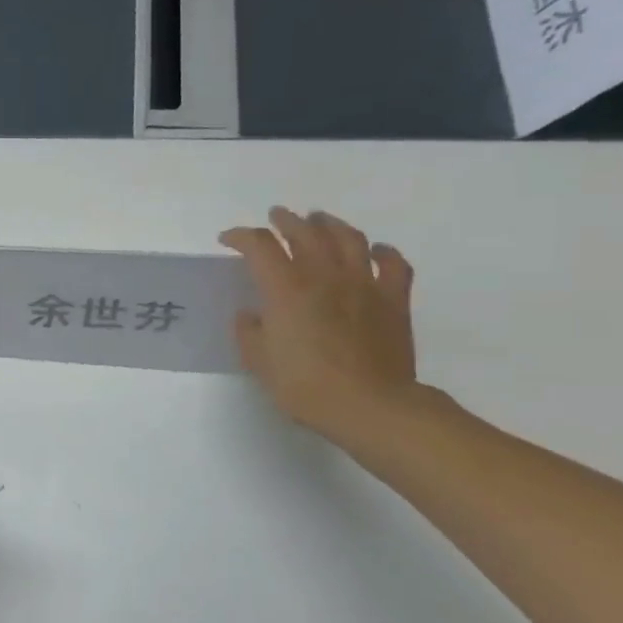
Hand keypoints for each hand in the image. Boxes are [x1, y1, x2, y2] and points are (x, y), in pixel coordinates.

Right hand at [220, 207, 419, 443]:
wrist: (370, 405)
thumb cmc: (304, 385)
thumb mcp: (258, 361)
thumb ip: (249, 331)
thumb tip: (252, 314)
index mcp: (285, 289)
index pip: (259, 246)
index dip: (241, 237)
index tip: (228, 240)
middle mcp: (324, 276)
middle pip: (305, 233)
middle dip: (286, 221)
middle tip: (276, 217)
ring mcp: (364, 284)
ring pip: (349, 239)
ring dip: (330, 224)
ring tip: (320, 220)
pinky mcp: (394, 300)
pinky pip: (393, 265)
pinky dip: (383, 252)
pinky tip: (375, 250)